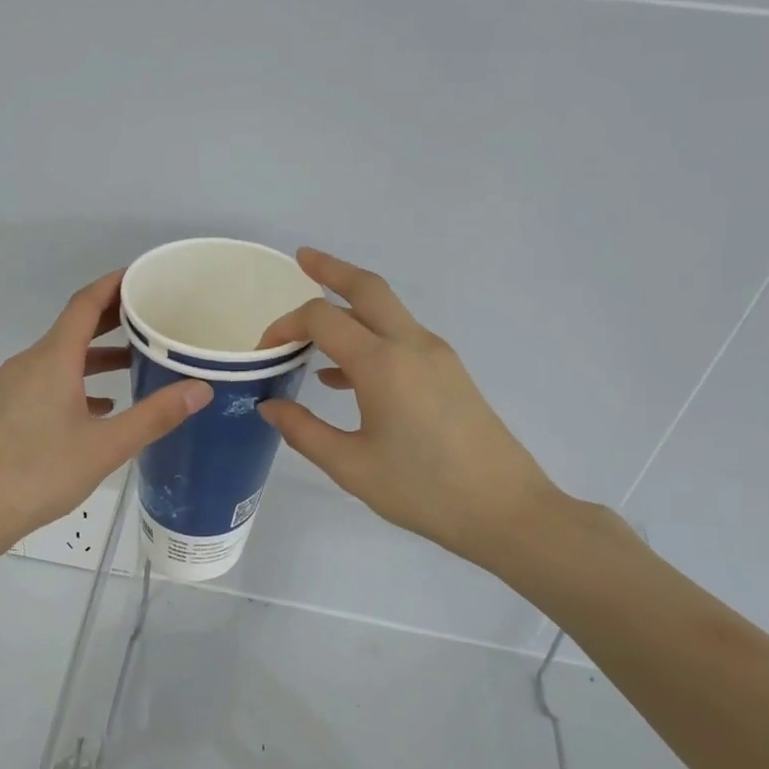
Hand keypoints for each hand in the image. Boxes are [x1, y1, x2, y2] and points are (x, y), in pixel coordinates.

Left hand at [0, 269, 212, 557]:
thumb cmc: (41, 474)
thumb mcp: (106, 447)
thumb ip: (154, 416)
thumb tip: (200, 388)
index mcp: (52, 360)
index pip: (85, 303)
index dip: (115, 284)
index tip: (145, 276)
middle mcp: (30, 362)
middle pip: (74, 326)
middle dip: (112, 317)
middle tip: (153, 315)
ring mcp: (15, 385)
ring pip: (62, 356)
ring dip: (98, 353)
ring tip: (137, 360)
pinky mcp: (9, 408)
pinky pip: (50, 379)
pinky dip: (80, 380)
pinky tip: (104, 404)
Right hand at [257, 248, 559, 566]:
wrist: (504, 509)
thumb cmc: (422, 490)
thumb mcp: (350, 466)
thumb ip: (303, 431)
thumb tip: (269, 406)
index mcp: (382, 364)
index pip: (323, 319)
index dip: (286, 326)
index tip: (264, 351)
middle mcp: (411, 345)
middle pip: (367, 288)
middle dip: (331, 270)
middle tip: (301, 259)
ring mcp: (436, 356)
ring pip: (388, 310)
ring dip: (350, 305)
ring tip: (313, 326)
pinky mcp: (449, 372)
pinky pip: (401, 337)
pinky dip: (369, 337)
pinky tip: (343, 376)